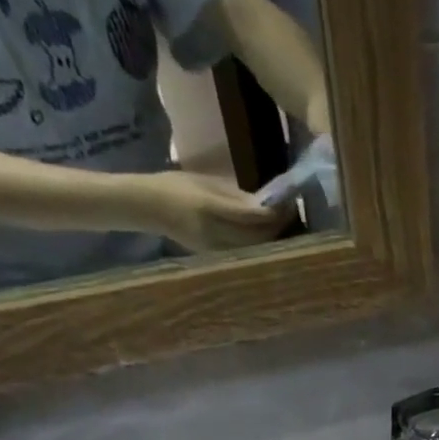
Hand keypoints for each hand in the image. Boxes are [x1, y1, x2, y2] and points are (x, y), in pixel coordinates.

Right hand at [133, 171, 291, 252]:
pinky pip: (246, 253)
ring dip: (273, 237)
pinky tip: (268, 235)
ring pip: (255, 248)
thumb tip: (265, 205)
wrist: (146, 207)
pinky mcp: (216, 257)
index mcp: (210, 208)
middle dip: (279, 225)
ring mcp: (216, 249)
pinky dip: (260, 245)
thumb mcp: (206, 183)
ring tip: (284, 223)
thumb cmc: (175, 187)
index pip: (252, 215)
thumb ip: (236, 196)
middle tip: (292, 212)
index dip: (275, 211)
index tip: (289, 201)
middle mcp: (215, 233)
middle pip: (259, 236)